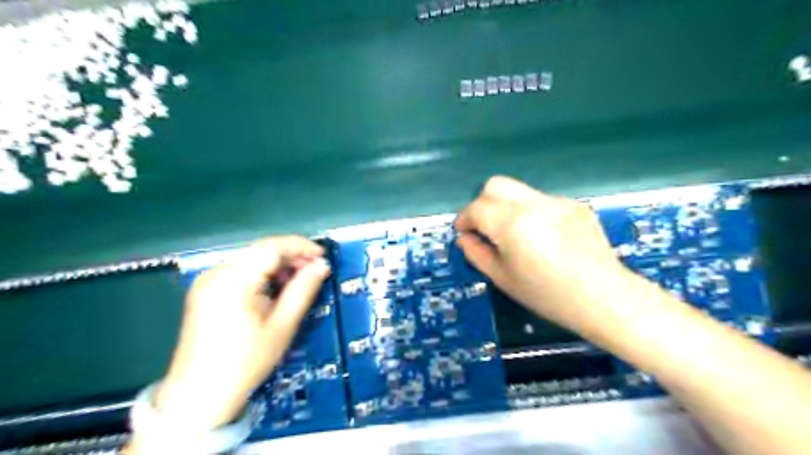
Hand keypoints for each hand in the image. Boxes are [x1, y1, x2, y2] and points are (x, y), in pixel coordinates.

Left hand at [156, 237, 328, 431]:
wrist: (198, 397)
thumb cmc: (245, 362)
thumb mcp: (282, 325)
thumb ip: (304, 290)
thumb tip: (322, 266)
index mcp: (233, 279)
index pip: (272, 246)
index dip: (301, 246)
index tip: (322, 256)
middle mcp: (216, 273)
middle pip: (261, 251)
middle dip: (291, 257)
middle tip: (314, 271)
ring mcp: (207, 282)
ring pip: (252, 260)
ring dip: (278, 266)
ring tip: (297, 283)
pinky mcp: (205, 292)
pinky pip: (240, 272)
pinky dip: (262, 275)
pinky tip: (274, 291)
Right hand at [455, 179, 632, 333]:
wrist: (605, 298)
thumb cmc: (548, 296)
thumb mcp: (504, 279)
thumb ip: (477, 254)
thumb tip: (465, 238)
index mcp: (512, 224)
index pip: (477, 208)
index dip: (464, 219)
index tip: (464, 233)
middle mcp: (533, 204)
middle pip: (495, 185)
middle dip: (482, 203)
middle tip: (485, 227)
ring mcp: (557, 202)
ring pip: (519, 191)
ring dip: (506, 207)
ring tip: (515, 235)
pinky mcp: (575, 205)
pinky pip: (541, 201)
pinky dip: (531, 212)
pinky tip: (543, 237)